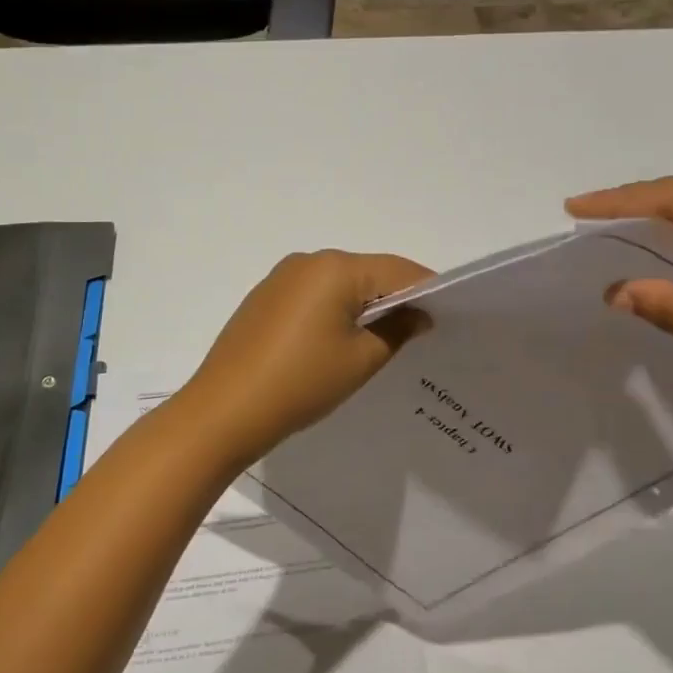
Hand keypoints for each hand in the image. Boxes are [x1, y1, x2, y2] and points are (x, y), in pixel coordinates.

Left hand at [175, 250, 432, 469]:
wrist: (224, 411)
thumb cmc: (301, 382)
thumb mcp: (361, 360)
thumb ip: (397, 330)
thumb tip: (418, 314)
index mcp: (336, 268)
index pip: (398, 270)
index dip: (427, 290)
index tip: (448, 314)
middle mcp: (308, 261)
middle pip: (368, 272)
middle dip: (395, 297)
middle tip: (420, 330)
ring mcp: (281, 278)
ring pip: (339, 284)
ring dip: (363, 304)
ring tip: (382, 339)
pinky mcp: (264, 298)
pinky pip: (313, 295)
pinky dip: (334, 311)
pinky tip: (338, 341)